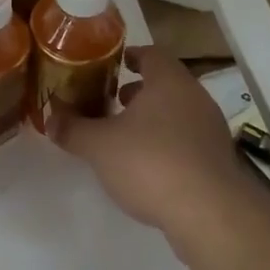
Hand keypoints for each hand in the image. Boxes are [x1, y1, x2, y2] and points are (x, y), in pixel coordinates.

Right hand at [49, 46, 251, 240]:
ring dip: (153, 119)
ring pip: (178, 113)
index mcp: (169, 82)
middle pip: (166, 84)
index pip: (152, 54)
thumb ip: (73, 129)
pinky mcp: (218, 161)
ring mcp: (211, 130)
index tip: (114, 64)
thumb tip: (51, 119)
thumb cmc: (151, 163)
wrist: (210, 215)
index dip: (131, 57)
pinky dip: (168, 144)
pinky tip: (148, 166)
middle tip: (113, 101)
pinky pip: (188, 141)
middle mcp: (196, 98)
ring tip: (126, 136)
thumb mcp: (99, 146)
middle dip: (139, 92)